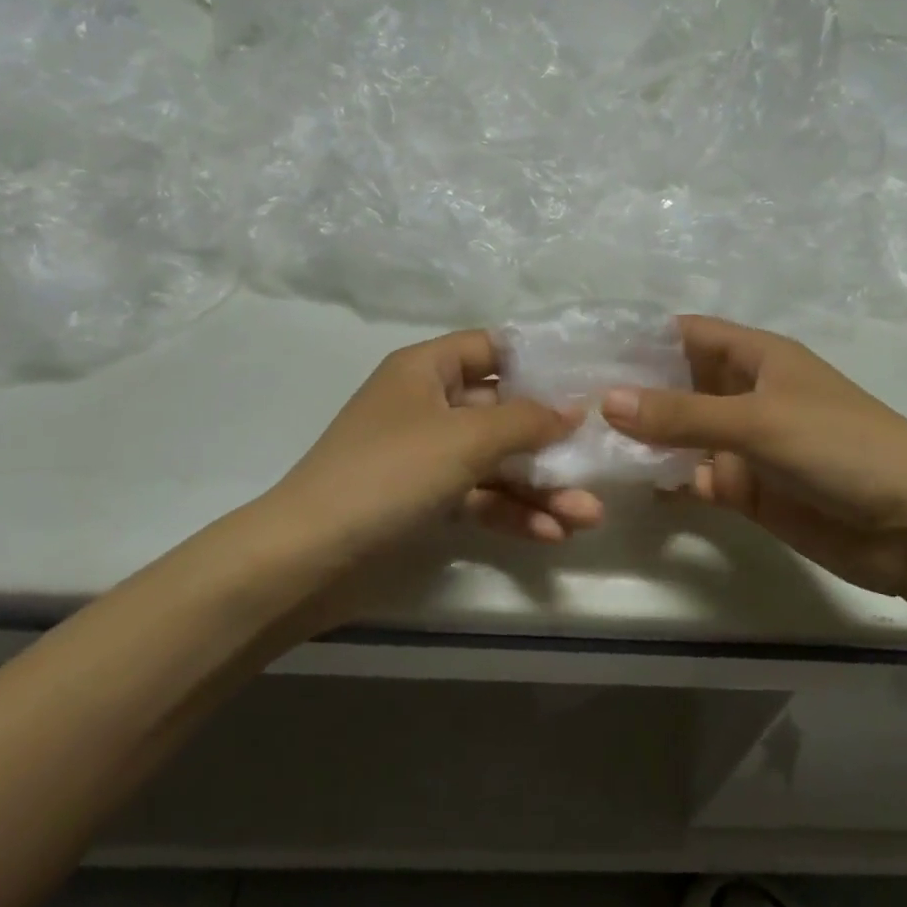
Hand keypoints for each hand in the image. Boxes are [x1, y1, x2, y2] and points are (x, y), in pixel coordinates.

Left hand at [269, 330, 604, 561]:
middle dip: (551, 440)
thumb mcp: (465, 438)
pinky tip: (552, 534)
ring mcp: (426, 457)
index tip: (586, 379)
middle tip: (599, 458)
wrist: (307, 559)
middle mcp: (427, 406)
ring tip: (589, 515)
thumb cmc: (389, 474)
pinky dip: (512, 513)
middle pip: (502, 410)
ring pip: (496, 462)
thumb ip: (526, 420)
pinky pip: (479, 498)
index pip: (491, 347)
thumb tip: (573, 410)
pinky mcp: (425, 502)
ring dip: (541, 486)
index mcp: (425, 370)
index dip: (538, 360)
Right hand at [599, 316, 906, 599]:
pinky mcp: (747, 488)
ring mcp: (744, 444)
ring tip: (581, 441)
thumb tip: (606, 400)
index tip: (584, 350)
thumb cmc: (840, 448)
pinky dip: (665, 479)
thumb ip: (681, 414)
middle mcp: (746, 394)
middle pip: (677, 384)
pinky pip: (694, 477)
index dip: (640, 338)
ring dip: (642, 438)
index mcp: (757, 357)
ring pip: (681, 434)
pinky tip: (623, 483)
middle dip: (631, 391)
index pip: (687, 334)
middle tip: (568, 401)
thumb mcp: (758, 421)